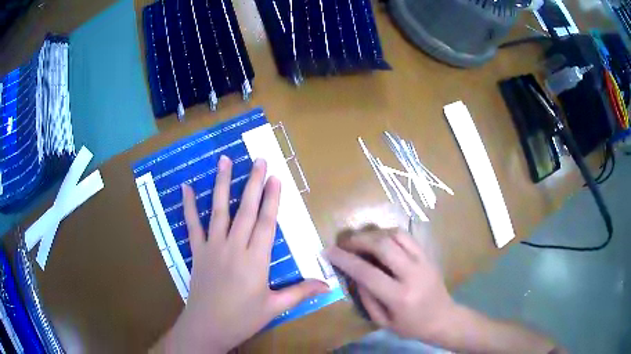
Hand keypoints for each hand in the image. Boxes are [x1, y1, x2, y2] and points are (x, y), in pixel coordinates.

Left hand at [154, 156, 328, 352]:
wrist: (208, 327)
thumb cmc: (243, 319)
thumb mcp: (274, 307)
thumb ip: (300, 292)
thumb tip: (327, 284)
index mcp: (256, 261)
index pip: (266, 223)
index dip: (272, 199)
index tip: (275, 177)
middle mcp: (234, 247)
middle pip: (245, 210)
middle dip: (253, 183)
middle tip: (258, 160)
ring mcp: (213, 247)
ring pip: (218, 210)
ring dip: (222, 184)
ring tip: (225, 160)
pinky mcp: (197, 251)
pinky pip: (192, 225)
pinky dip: (188, 206)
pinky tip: (186, 187)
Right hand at [325, 228, 455, 342]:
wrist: (443, 318)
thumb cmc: (411, 326)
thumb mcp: (383, 321)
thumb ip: (366, 298)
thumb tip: (353, 274)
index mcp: (399, 296)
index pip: (367, 273)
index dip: (345, 260)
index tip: (329, 251)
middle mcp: (412, 274)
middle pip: (383, 246)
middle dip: (359, 240)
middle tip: (344, 242)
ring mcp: (423, 261)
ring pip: (396, 235)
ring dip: (375, 234)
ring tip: (361, 240)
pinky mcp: (428, 255)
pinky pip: (407, 236)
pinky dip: (389, 234)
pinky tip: (379, 240)